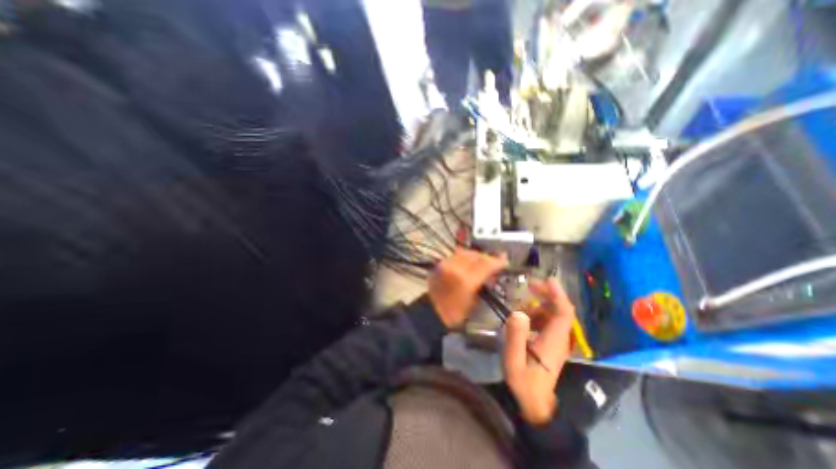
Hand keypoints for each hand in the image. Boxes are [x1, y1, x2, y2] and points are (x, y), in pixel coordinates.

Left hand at [430, 249, 510, 328]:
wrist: (432, 312)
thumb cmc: (455, 313)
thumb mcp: (475, 301)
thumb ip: (484, 283)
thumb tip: (493, 273)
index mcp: (465, 280)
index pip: (486, 264)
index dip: (497, 261)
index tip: (504, 261)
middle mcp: (454, 268)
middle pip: (476, 255)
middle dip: (487, 257)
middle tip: (494, 261)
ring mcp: (445, 264)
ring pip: (465, 252)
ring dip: (475, 255)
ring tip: (481, 261)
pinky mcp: (439, 264)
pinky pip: (455, 255)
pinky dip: (464, 257)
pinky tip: (468, 263)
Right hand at [502, 280, 574, 426]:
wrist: (535, 402)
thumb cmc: (524, 382)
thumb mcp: (514, 360)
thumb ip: (515, 336)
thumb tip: (518, 312)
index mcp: (554, 341)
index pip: (563, 313)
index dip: (558, 294)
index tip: (547, 279)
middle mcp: (560, 339)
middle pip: (561, 310)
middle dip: (547, 294)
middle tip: (530, 285)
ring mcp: (557, 342)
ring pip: (554, 315)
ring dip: (539, 305)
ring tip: (520, 306)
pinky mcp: (552, 344)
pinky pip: (549, 322)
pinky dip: (537, 314)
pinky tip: (524, 319)